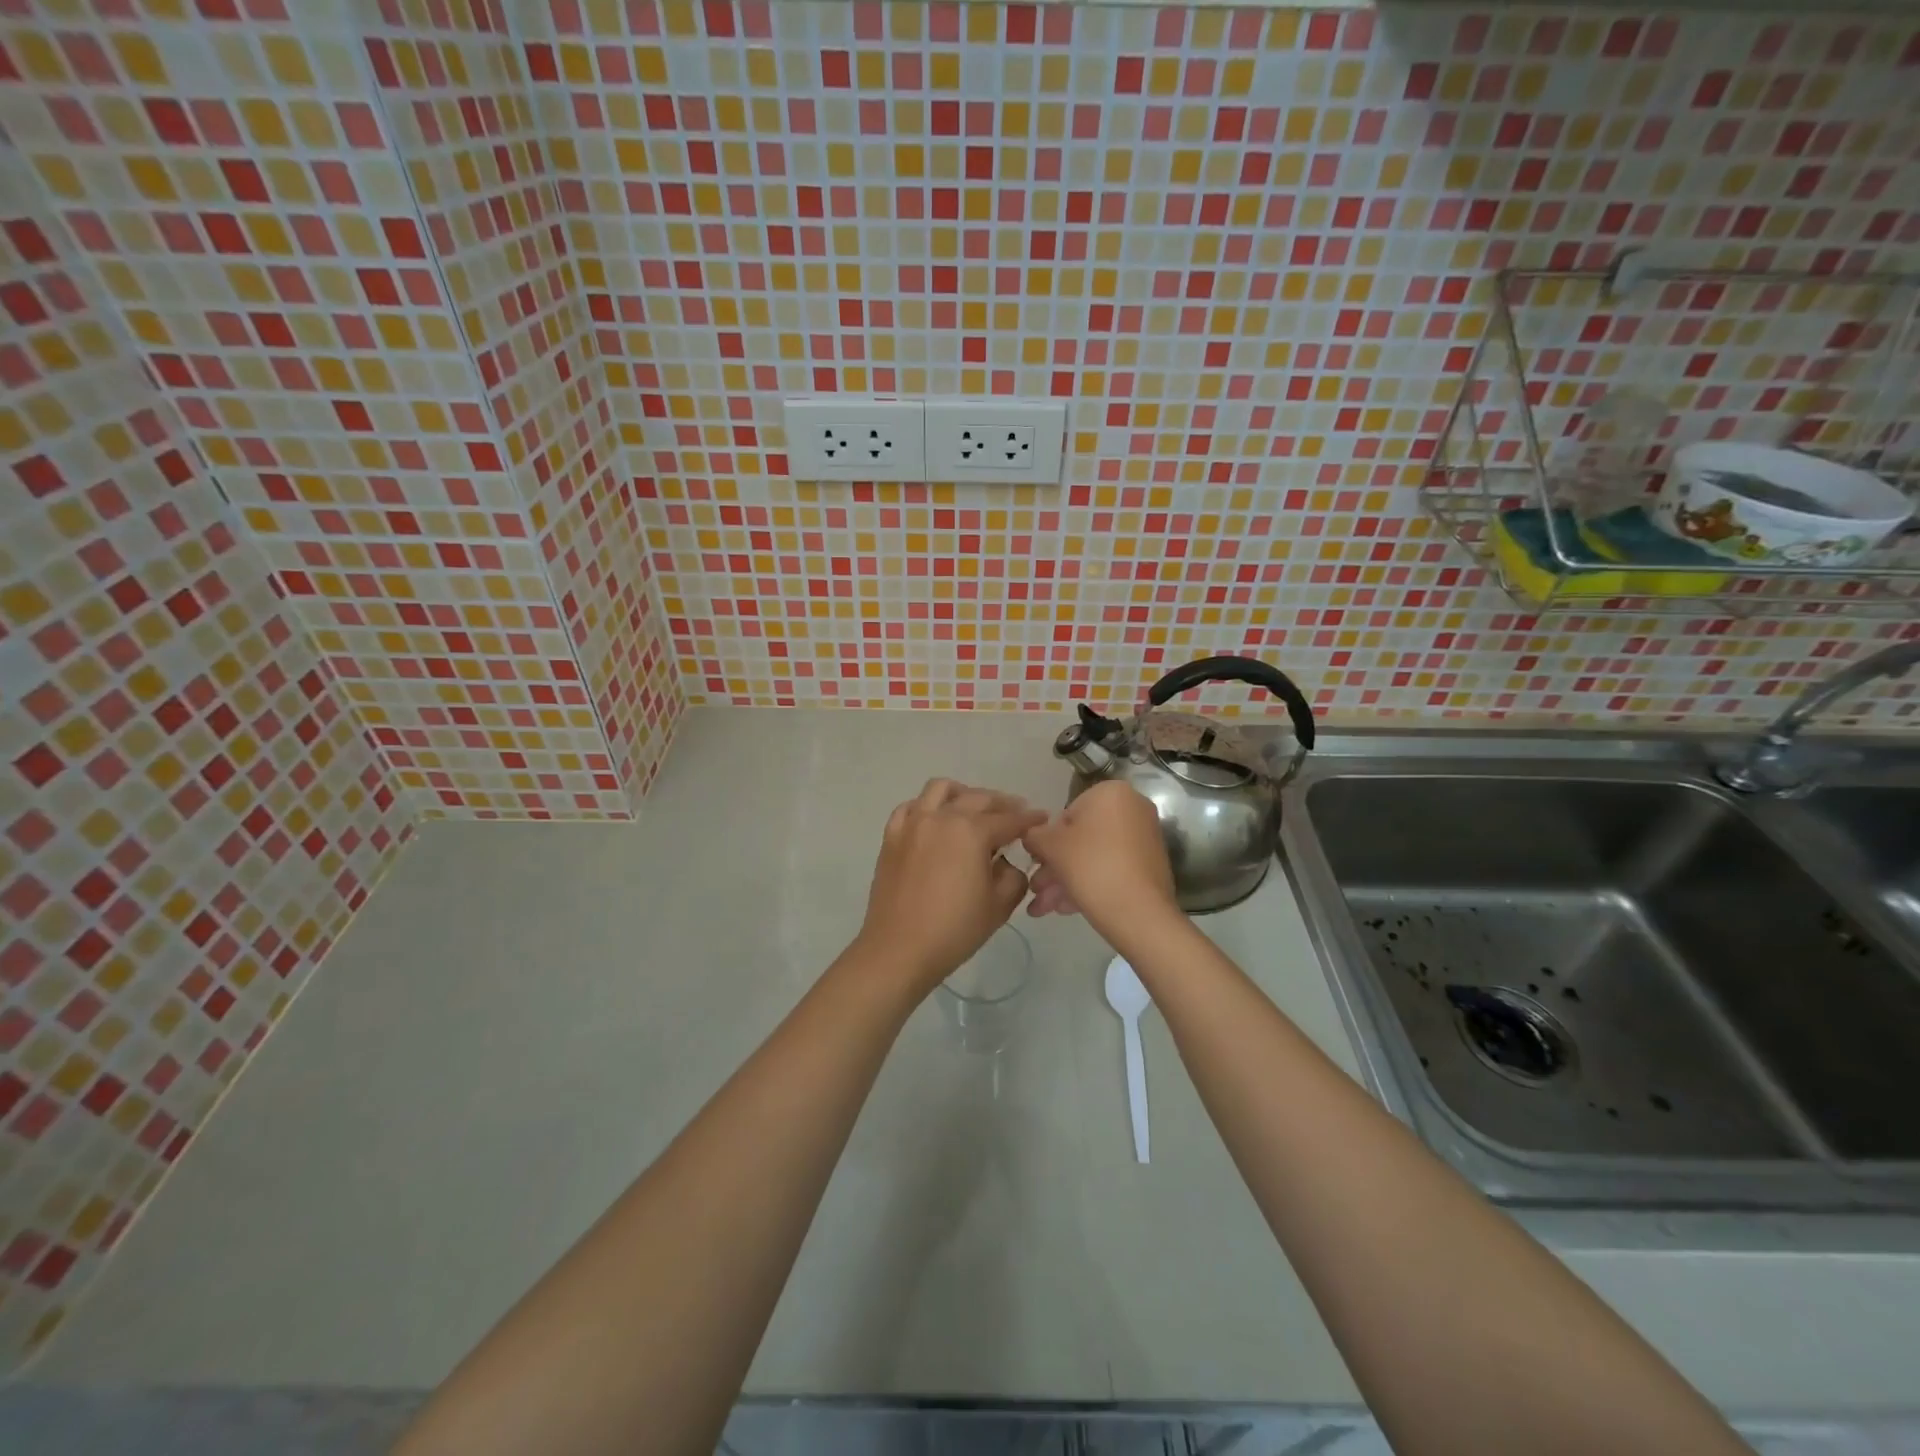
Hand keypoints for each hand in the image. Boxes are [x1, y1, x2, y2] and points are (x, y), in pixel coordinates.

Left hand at [854, 779, 1045, 994]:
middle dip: (1002, 804)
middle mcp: (942, 817)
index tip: (1042, 818)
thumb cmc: (955, 930)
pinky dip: (928, 807)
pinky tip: (936, 820)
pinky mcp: (892, 836)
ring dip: (964, 794)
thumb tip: (1005, 862)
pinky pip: (912, 807)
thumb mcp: (1000, 905)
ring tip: (974, 809)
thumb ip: (1013, 875)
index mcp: (972, 832)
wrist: (899, 949)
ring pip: (941, 789)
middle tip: (1015, 813)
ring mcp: (913, 823)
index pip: (1009, 819)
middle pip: (978, 798)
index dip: (1029, 819)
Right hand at [1022, 780, 1179, 939]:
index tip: (1036, 864)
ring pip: (1094, 857)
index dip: (1047, 841)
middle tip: (1036, 889)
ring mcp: (1144, 839)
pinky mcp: (1149, 866)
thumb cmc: (1091, 866)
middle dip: (1055, 867)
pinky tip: (1066, 908)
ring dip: (1065, 880)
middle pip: (1082, 838)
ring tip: (1043, 908)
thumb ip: (1034, 835)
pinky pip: (1111, 869)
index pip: (1067, 813)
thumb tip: (1032, 836)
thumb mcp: (1050, 846)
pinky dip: (1089, 884)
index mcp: (1111, 792)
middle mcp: (1133, 809)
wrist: (1139, 912)